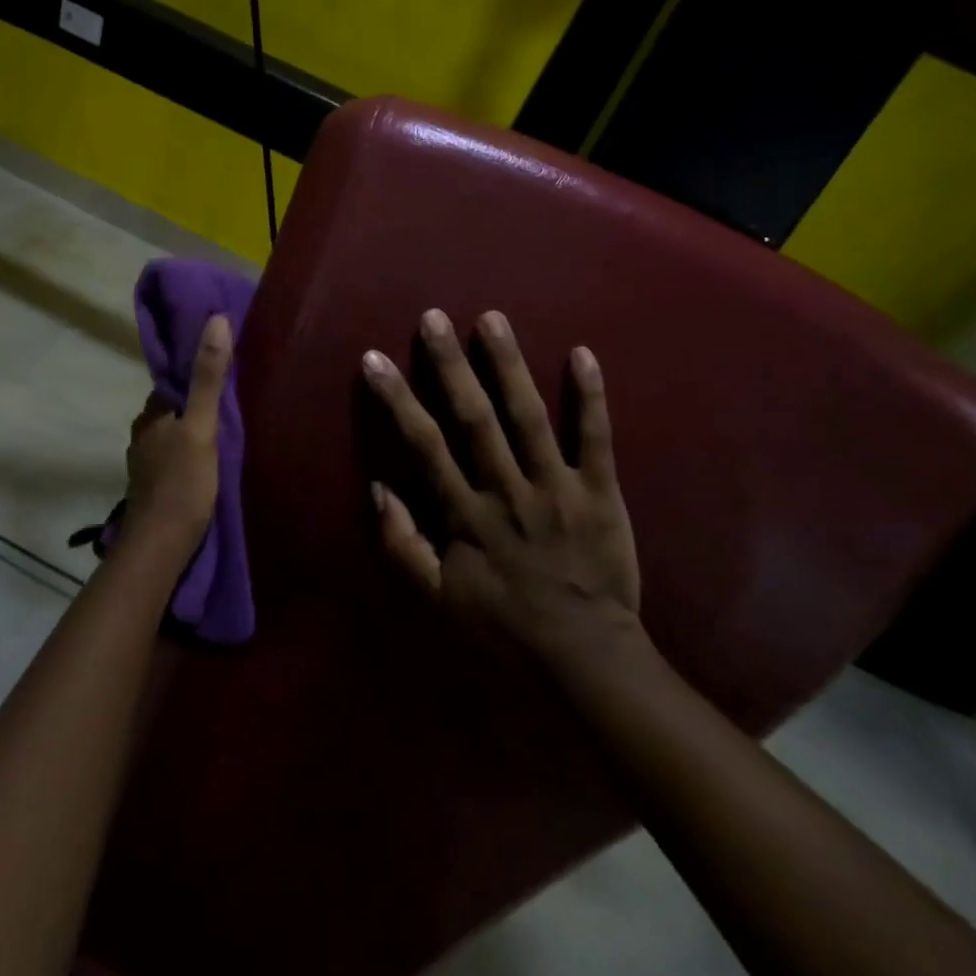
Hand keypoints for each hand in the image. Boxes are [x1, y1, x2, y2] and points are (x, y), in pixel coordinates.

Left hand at [122, 313, 232, 555]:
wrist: (160, 547)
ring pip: (173, 435)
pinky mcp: (154, 489)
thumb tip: (215, 320)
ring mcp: (146, 465)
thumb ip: (208, 377)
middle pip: (173, 409)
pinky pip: (174, 459)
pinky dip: (189, 454)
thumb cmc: (182, 483)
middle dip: (195, 403)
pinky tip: (208, 463)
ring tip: (224, 431)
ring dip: (192, 430)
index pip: (172, 383)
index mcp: (151, 416)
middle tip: (232, 400)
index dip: (194, 373)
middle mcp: (143, 435)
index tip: (223, 367)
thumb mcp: (202, 427)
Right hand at [362, 309, 641, 664]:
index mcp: (466, 514)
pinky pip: (596, 439)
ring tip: (493, 319)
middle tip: (433, 317)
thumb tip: (378, 487)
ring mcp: (557, 487)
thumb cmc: (505, 626)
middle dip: (450, 365)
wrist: (586, 657)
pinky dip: (590, 397)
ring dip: (509, 365)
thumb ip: (402, 544)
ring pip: (529, 416)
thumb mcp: (438, 599)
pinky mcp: (600, 491)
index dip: (397, 400)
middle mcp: (507, 490)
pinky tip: (583, 353)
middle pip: (474, 418)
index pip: (424, 445)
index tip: (374, 359)